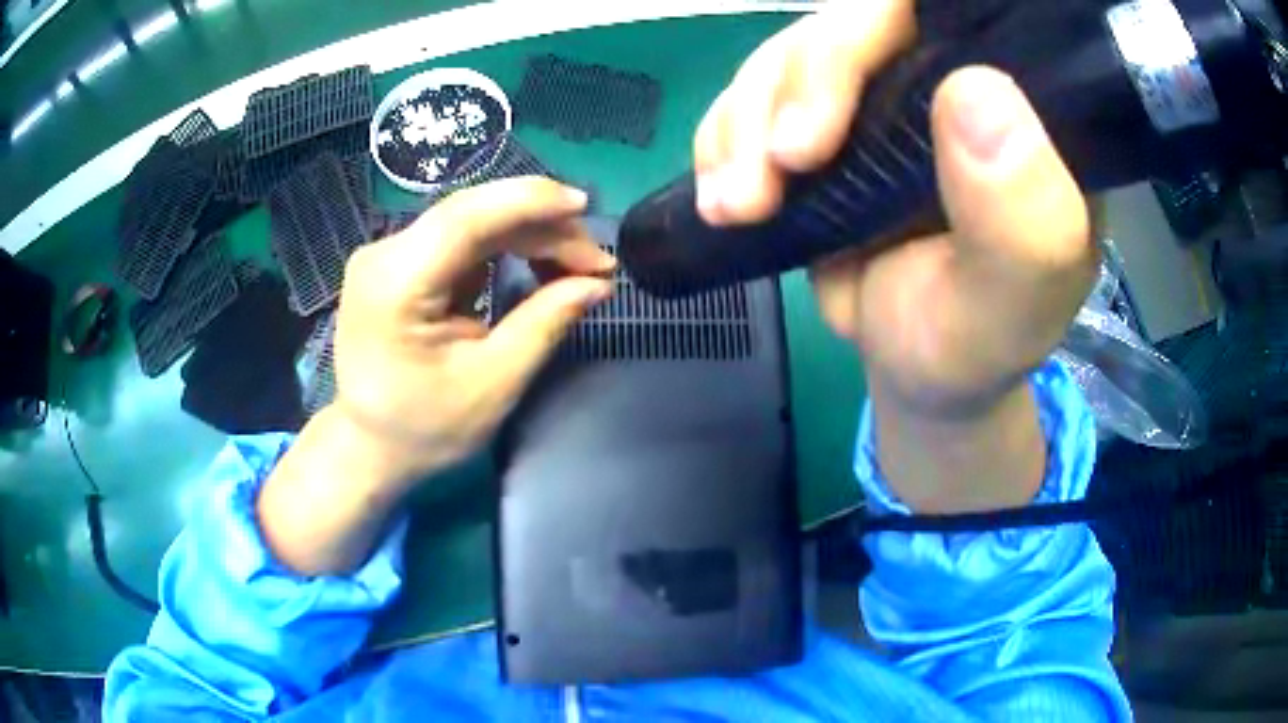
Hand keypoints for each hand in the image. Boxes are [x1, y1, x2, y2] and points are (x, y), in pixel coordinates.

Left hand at [259, 178, 613, 573]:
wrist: (369, 447)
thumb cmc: (425, 429)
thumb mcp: (494, 384)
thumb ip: (545, 323)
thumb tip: (597, 283)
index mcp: (395, 284)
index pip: (466, 218)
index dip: (530, 202)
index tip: (586, 208)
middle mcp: (384, 254)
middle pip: (472, 214)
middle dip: (540, 226)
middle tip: (595, 260)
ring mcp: (387, 256)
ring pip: (471, 222)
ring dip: (527, 234)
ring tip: (575, 264)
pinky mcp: (398, 264)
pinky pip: (461, 240)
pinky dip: (505, 246)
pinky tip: (538, 264)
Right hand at [693, 0, 1095, 417]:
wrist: (921, 371)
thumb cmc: (980, 341)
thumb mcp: (1018, 298)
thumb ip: (1025, 216)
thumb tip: (974, 91)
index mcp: (1021, 102)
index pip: (950, 14)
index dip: (881, 24)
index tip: (836, 98)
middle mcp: (948, 77)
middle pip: (853, 24)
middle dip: (799, 85)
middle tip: (782, 167)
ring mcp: (881, 95)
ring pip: (789, 57)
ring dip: (746, 124)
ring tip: (741, 205)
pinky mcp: (826, 123)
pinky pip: (753, 99)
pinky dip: (724, 142)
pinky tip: (724, 198)